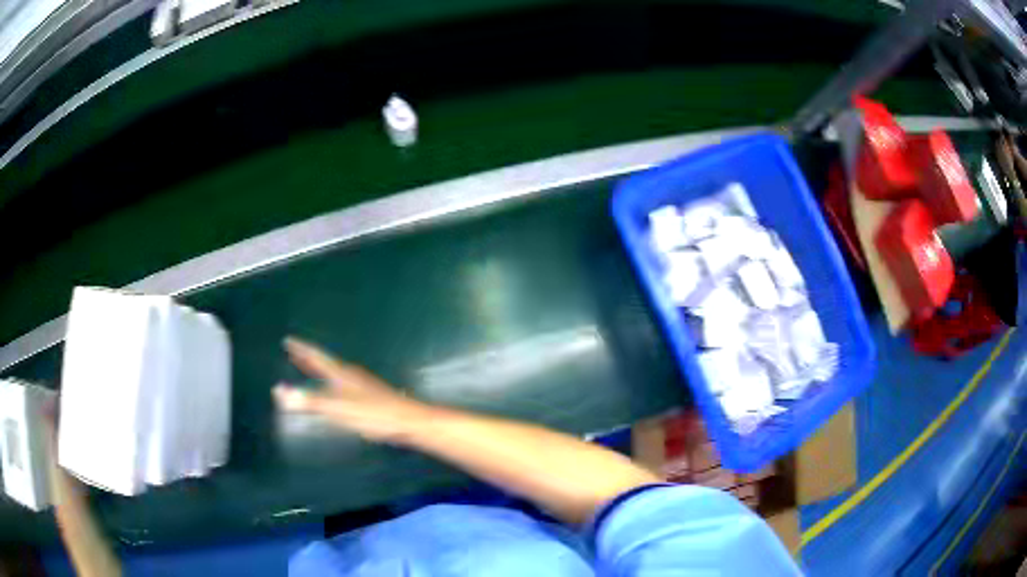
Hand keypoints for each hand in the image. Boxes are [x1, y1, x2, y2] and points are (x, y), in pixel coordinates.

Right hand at [273, 337, 432, 443]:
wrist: (409, 422)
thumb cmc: (374, 414)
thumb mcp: (338, 409)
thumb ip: (309, 402)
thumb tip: (279, 392)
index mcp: (341, 375)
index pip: (316, 357)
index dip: (301, 350)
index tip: (288, 340)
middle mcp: (350, 376)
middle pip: (325, 364)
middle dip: (308, 359)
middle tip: (293, 352)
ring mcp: (362, 386)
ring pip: (334, 374)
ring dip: (319, 371)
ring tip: (308, 369)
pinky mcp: (370, 398)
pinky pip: (343, 386)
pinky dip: (330, 385)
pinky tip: (336, 394)